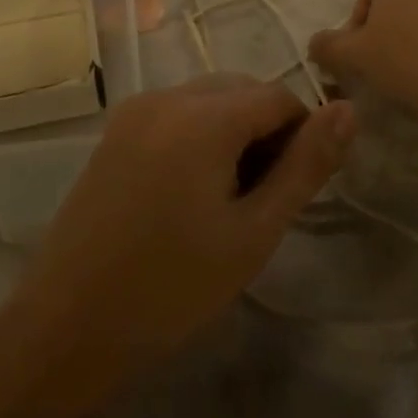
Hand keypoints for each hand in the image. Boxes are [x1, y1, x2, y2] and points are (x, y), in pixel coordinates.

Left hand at [6, 76, 354, 387]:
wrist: (69, 326)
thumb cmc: (173, 286)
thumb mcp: (254, 231)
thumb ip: (305, 166)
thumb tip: (348, 110)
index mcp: (203, 116)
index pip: (278, 96)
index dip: (301, 136)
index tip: (296, 189)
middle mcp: (166, 97)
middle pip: (241, 91)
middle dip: (266, 132)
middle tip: (262, 200)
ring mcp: (133, 112)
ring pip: (208, 101)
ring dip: (233, 134)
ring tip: (227, 201)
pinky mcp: (114, 133)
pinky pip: (175, 115)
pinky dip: (198, 137)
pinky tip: (189, 194)